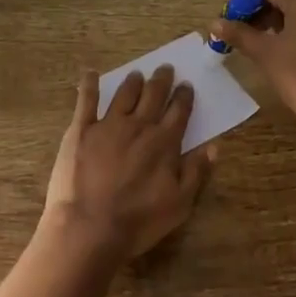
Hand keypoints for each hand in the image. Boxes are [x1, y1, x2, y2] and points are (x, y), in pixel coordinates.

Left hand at [43, 64, 212, 261]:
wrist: (90, 228)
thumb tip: (214, 145)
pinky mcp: (81, 130)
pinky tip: (91, 73)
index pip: (179, 111)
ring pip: (124, 94)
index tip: (186, 85)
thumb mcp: (180, 204)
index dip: (184, 96)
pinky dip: (90, 84)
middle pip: (153, 95)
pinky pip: (86, 100)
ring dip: (133, 81)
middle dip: (161, 80)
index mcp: (164, 142)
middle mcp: (139, 125)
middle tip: (165, 69)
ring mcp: (108, 124)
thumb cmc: (139, 221)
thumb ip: (197, 171)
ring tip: (137, 74)